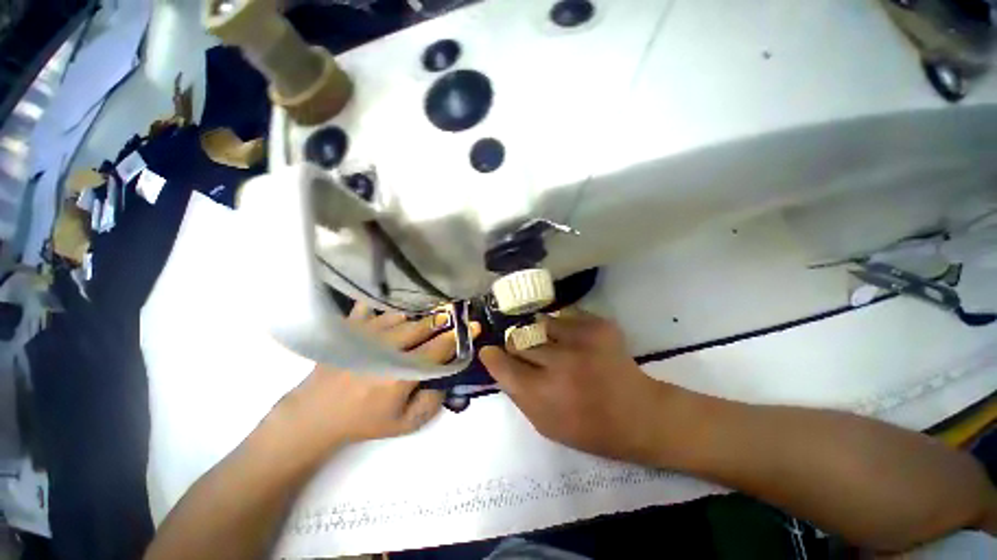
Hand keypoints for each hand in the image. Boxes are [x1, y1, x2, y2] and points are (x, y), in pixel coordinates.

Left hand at [272, 302, 478, 454]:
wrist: (316, 415)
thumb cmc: (365, 420)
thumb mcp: (405, 424)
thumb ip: (433, 403)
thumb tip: (447, 377)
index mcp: (402, 373)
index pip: (440, 347)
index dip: (460, 336)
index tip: (474, 326)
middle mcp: (387, 348)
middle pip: (424, 325)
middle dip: (444, 319)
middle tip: (455, 316)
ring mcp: (367, 334)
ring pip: (403, 314)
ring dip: (420, 314)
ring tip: (430, 314)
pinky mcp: (351, 328)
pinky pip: (372, 306)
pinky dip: (387, 305)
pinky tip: (395, 306)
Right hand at [481, 310, 675, 464]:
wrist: (640, 415)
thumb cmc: (589, 428)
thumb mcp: (545, 425)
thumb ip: (518, 394)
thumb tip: (499, 364)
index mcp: (544, 395)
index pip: (503, 365)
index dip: (492, 356)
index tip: (489, 350)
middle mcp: (559, 364)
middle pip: (518, 339)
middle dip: (516, 345)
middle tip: (526, 351)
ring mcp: (581, 340)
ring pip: (539, 323)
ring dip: (539, 334)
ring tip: (553, 344)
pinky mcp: (598, 325)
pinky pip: (564, 316)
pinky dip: (563, 327)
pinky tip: (574, 340)